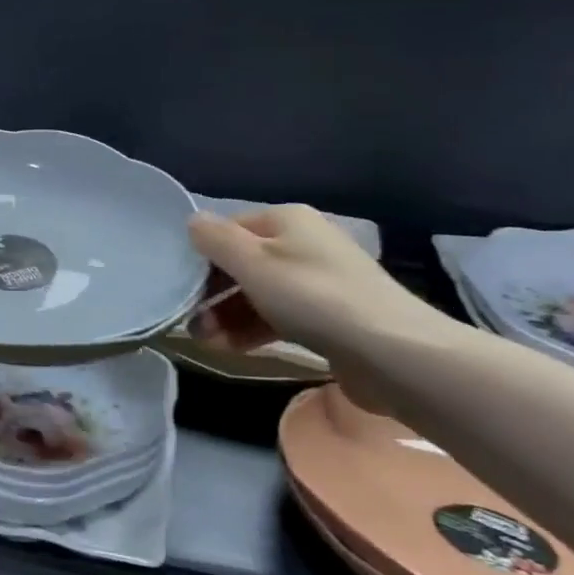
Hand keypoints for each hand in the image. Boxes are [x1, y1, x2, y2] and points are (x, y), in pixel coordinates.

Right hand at [186, 206, 445, 361]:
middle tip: (189, 321)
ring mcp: (319, 283)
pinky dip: (253, 330)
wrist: (393, 354)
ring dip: (227, 315)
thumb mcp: (252, 262)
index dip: (202, 255)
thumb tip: (192, 221)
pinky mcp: (330, 319)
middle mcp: (304, 244)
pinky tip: (231, 349)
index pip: (229, 229)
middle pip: (243, 263)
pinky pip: (280, 318)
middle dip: (212, 292)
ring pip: (259, 294)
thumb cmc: (312, 297)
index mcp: (287, 220)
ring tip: (206, 342)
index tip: (180, 285)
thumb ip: (215, 239)